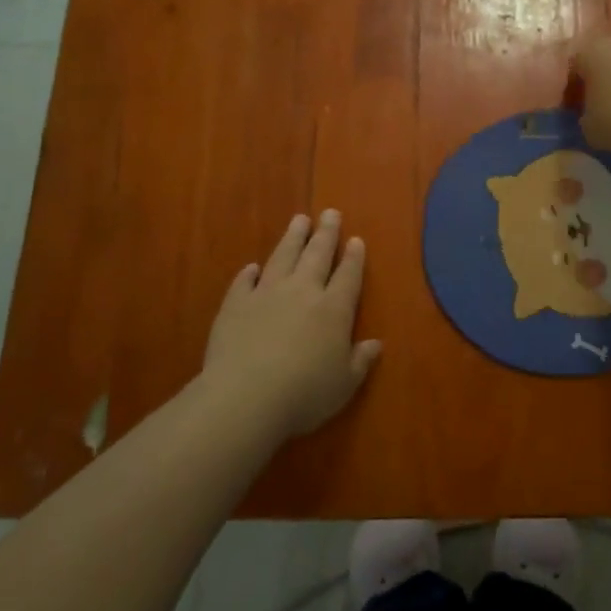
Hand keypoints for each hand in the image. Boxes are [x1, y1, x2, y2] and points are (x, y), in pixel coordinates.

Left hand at [199, 210, 381, 441]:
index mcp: (333, 309)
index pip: (348, 275)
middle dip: (325, 233)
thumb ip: (360, 361)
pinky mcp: (235, 305)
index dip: (354, 257)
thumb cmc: (304, 394)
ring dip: (292, 238)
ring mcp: (266, 294)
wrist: (245, 397)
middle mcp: (302, 292)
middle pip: (316, 255)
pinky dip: (250, 272)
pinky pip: (244, 282)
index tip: (356, 239)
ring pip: (282, 257)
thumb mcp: (344, 384)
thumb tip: (375, 344)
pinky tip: (253, 267)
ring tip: (298, 220)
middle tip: (330, 213)